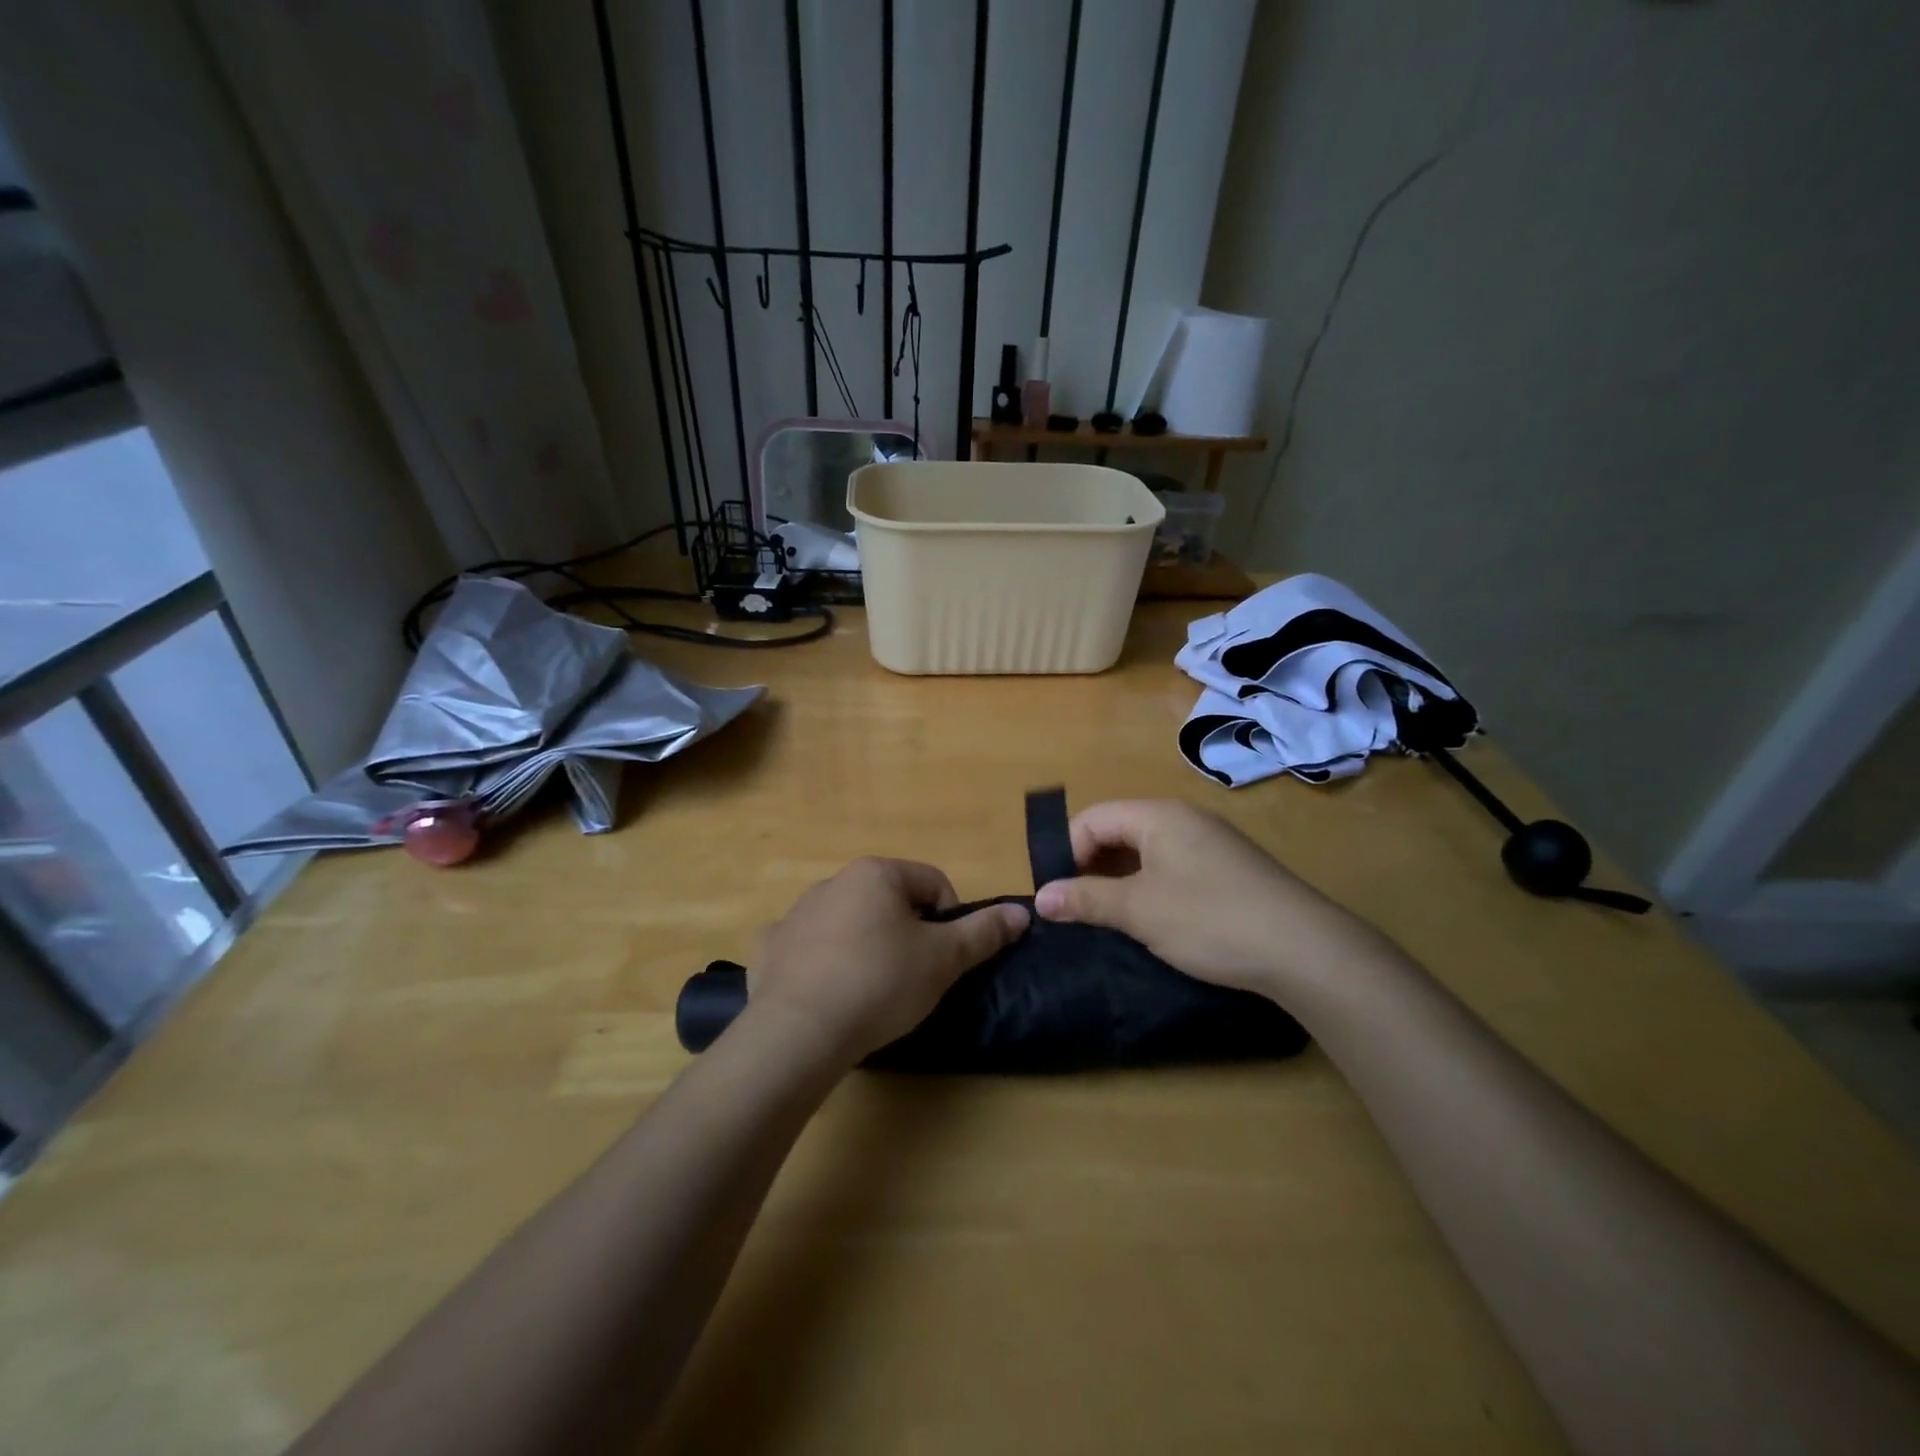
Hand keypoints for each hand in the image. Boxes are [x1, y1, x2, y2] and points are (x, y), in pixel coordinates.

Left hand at [751, 858, 1028, 1065]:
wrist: (799, 1032)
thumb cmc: (881, 983)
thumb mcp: (944, 959)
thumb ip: (984, 932)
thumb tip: (1022, 911)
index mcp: (876, 873)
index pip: (932, 883)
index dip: (949, 919)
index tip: (945, 958)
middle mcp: (833, 882)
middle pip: (889, 901)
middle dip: (906, 933)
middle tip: (913, 977)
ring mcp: (796, 914)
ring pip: (848, 922)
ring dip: (866, 945)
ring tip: (871, 991)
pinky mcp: (770, 948)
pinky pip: (807, 948)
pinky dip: (822, 964)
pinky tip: (828, 995)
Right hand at [1033, 799, 1384, 998]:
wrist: (1305, 950)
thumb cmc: (1209, 919)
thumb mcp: (1138, 911)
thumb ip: (1085, 900)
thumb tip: (1039, 898)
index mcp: (1158, 816)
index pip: (1093, 819)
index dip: (1066, 852)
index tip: (1059, 896)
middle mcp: (1184, 819)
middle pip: (1119, 831)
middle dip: (1091, 867)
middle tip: (1080, 910)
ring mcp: (1211, 843)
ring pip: (1146, 852)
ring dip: (1120, 881)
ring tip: (1111, 920)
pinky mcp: (1229, 870)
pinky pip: (1173, 868)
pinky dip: (1151, 888)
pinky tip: (1154, 922)